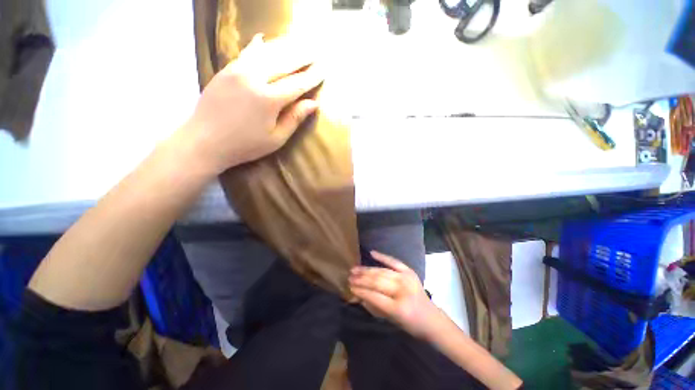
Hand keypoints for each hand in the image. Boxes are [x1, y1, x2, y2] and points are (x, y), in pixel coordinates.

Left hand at [182, 34, 324, 173]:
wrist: (203, 141)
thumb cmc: (245, 145)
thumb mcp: (276, 139)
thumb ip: (294, 118)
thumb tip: (313, 103)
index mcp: (268, 100)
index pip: (297, 84)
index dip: (312, 77)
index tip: (324, 69)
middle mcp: (254, 78)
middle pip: (284, 62)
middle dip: (303, 56)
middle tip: (317, 50)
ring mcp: (237, 70)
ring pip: (266, 53)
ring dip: (285, 46)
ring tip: (299, 42)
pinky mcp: (226, 70)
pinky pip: (246, 53)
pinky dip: (258, 46)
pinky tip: (264, 39)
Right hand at [349, 251, 440, 337]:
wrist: (431, 318)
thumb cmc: (410, 324)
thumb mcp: (390, 320)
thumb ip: (373, 306)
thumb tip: (357, 294)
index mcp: (399, 308)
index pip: (374, 296)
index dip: (360, 291)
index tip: (349, 287)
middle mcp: (403, 290)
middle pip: (377, 281)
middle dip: (361, 279)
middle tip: (349, 276)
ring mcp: (407, 278)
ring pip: (382, 271)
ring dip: (367, 269)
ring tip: (355, 268)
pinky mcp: (409, 271)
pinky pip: (393, 261)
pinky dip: (382, 256)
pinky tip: (371, 253)